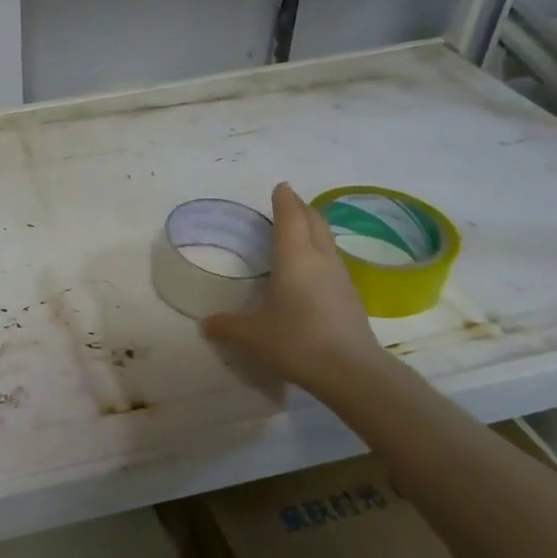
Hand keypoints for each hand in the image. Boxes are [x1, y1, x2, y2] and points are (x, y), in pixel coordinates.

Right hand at [203, 182, 385, 391]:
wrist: (351, 371)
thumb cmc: (296, 341)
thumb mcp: (251, 335)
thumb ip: (227, 326)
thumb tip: (206, 323)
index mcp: (294, 258)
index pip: (290, 217)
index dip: (284, 200)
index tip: (280, 187)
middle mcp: (320, 260)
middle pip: (314, 222)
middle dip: (301, 208)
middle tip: (288, 201)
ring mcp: (340, 277)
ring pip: (326, 241)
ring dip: (313, 229)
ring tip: (299, 229)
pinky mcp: (350, 296)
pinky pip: (332, 261)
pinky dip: (319, 252)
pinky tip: (311, 267)